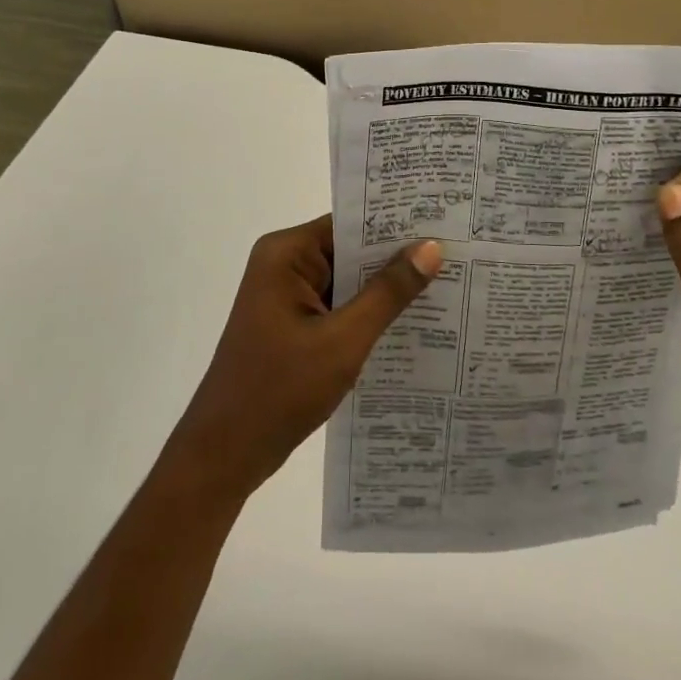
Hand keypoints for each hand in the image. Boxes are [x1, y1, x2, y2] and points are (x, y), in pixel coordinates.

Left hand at [164, 216, 441, 503]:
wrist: (223, 456)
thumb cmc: (279, 391)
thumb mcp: (343, 340)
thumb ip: (388, 293)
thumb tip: (431, 248)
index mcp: (286, 254)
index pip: (350, 224)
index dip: (396, 224)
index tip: (444, 223)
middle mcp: (284, 265)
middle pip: (350, 250)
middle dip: (396, 258)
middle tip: (457, 254)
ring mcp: (287, 296)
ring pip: (347, 280)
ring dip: (385, 289)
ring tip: (447, 283)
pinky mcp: (293, 324)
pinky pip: (339, 306)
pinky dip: (368, 313)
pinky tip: (412, 321)